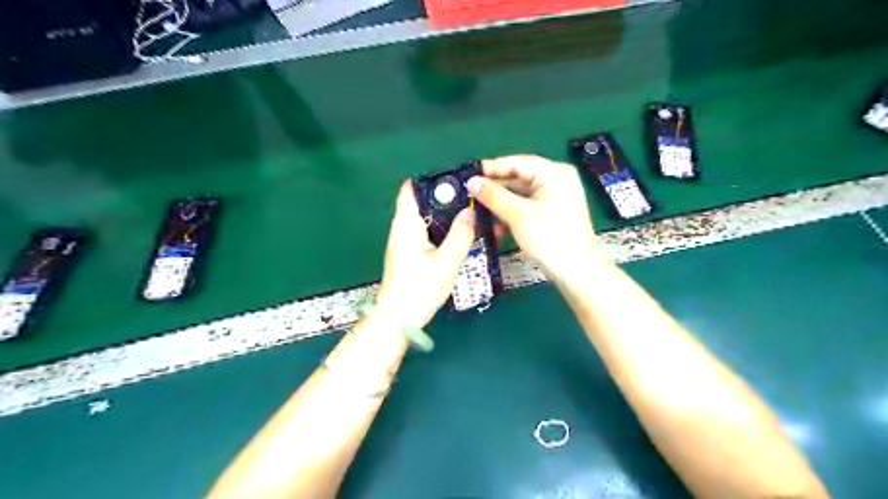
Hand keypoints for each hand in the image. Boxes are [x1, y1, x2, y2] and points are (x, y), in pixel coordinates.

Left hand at [376, 181, 479, 329]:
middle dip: (447, 199)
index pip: (411, 189)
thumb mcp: (446, 261)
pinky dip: (444, 231)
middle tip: (473, 199)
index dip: (432, 181)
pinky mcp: (411, 254)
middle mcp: (403, 228)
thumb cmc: (420, 288)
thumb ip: (460, 234)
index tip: (457, 181)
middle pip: (424, 203)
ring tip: (473, 215)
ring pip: (428, 219)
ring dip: (448, 217)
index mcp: (406, 224)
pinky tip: (462, 236)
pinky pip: (429, 234)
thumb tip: (471, 211)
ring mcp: (406, 242)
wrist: (400, 319)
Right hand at [465, 154, 603, 282]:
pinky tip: (496, 228)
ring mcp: (555, 198)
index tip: (469, 175)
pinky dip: (511, 215)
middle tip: (470, 194)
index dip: (492, 168)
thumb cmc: (549, 238)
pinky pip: (526, 208)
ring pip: (520, 196)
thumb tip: (471, 181)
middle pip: (518, 179)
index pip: (517, 163)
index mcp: (554, 173)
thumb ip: (493, 196)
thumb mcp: (518, 215)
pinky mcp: (551, 214)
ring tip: (478, 212)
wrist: (576, 272)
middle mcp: (556, 181)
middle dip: (495, 190)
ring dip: (500, 205)